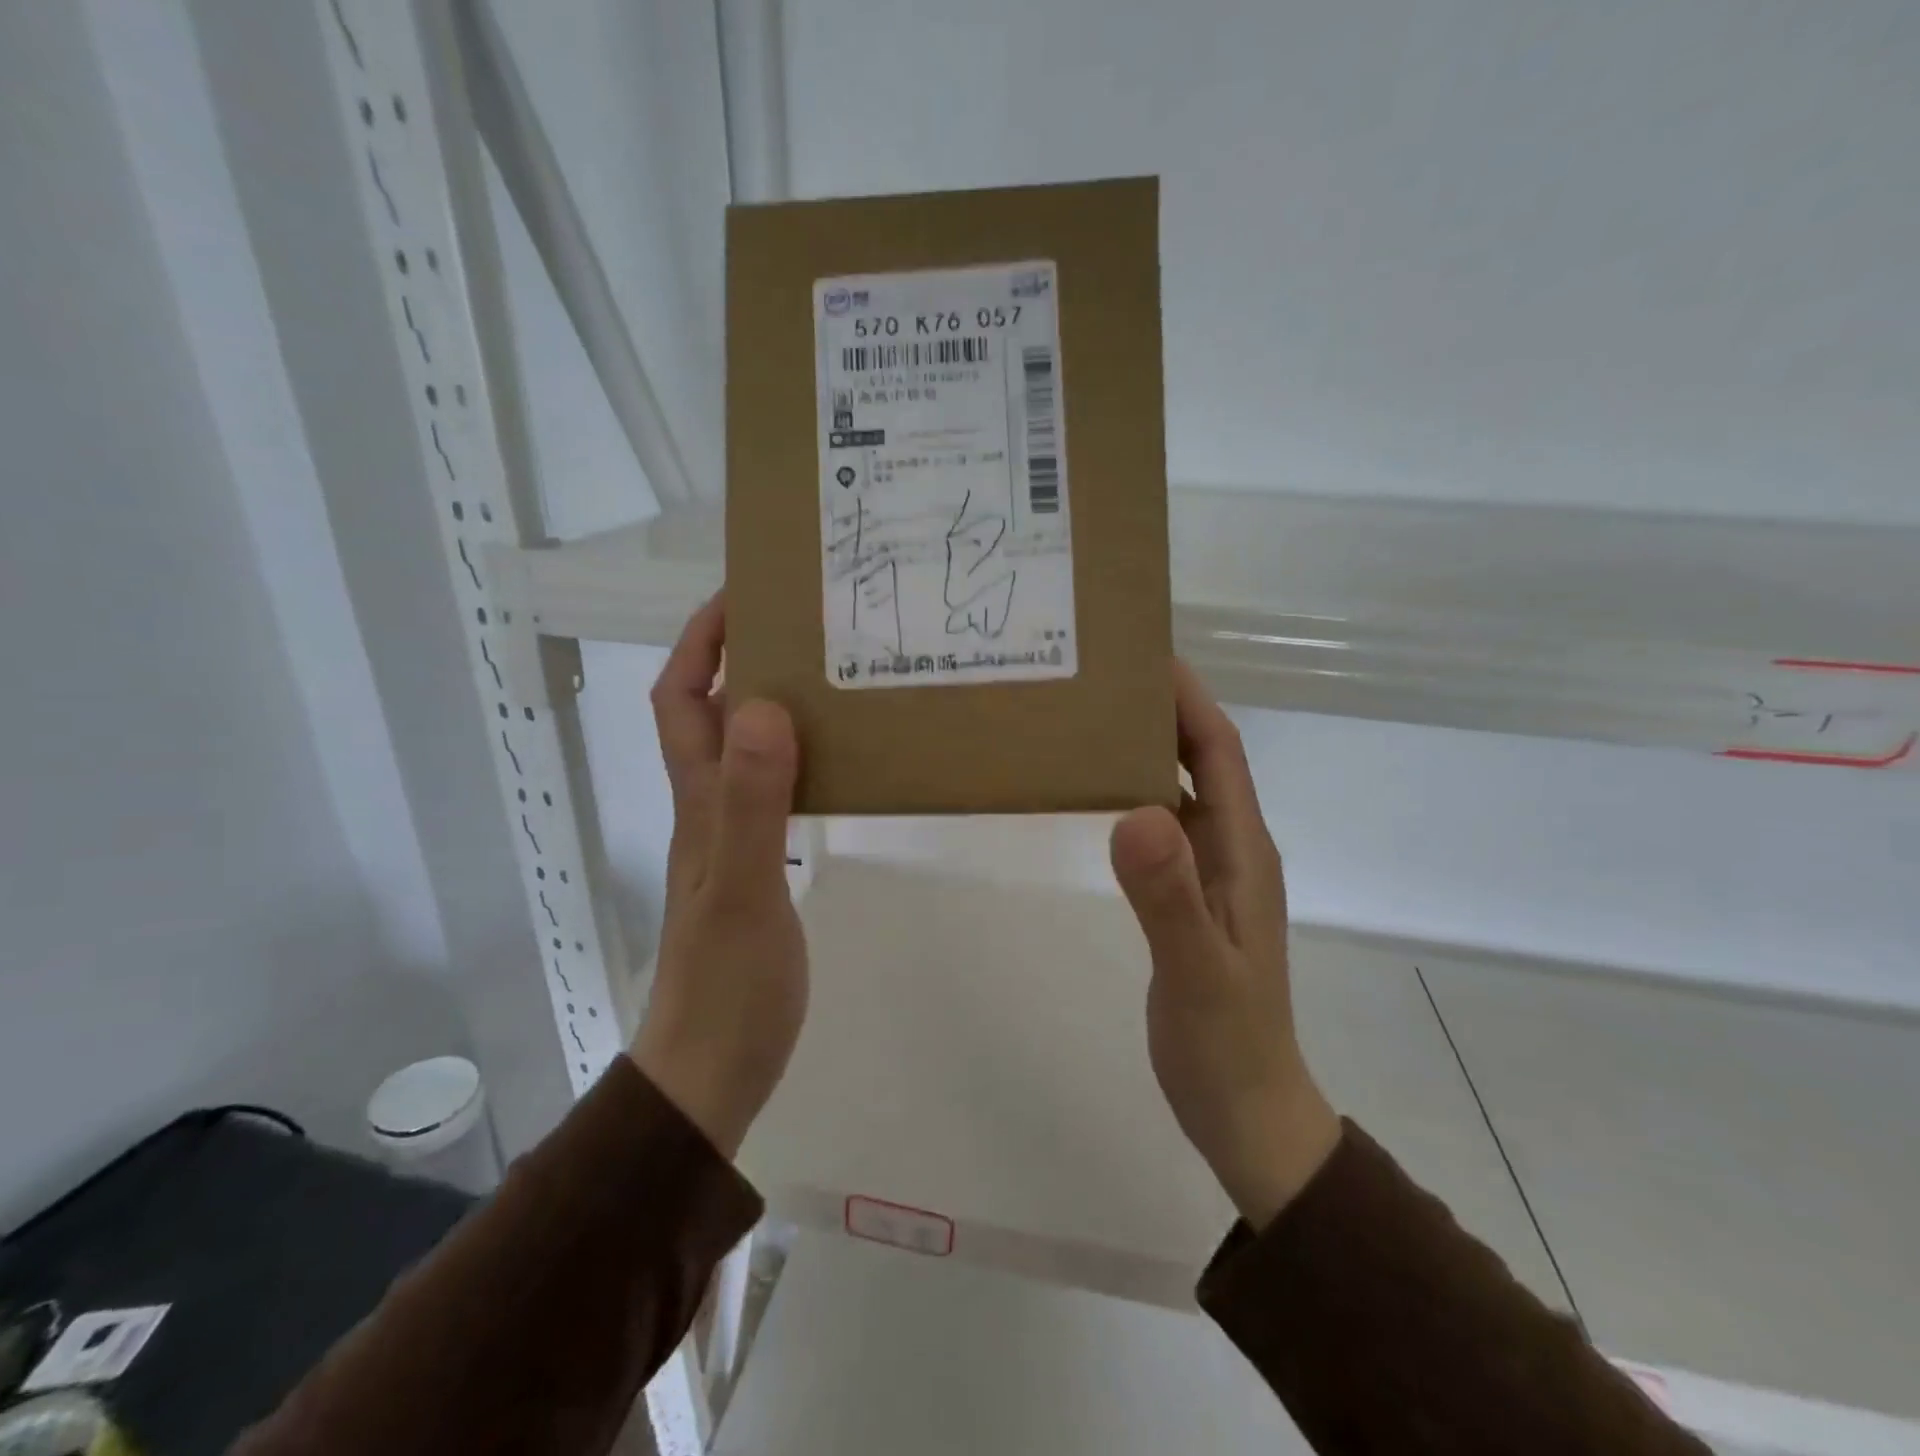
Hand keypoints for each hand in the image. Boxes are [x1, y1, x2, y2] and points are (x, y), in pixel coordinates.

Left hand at [629, 594, 806, 1158]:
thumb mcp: (741, 889)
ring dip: (774, 705)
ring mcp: (733, 838)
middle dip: (742, 658)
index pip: (681, 699)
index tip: (742, 598)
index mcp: (699, 800)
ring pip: (747, 749)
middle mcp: (709, 807)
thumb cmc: (727, 981)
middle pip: (712, 714)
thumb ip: (751, 803)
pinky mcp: (760, 866)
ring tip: (831, 677)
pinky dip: (798, 758)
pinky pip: (775, 790)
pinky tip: (837, 758)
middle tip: (804, 626)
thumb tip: (764, 706)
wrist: (716, 1066)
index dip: (700, 643)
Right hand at [1109, 662, 1341, 1229]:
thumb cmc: (1226, 1042)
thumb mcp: (1197, 971)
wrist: (1244, 1109)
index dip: (1189, 700)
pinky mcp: (1187, 897)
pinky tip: (1098, 796)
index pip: (1220, 753)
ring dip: (1145, 751)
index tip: (1146, 655)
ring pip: (1179, 790)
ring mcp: (1210, 874)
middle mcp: (1232, 849)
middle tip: (1102, 677)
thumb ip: (1169, 897)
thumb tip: (1134, 812)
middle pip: (1200, 760)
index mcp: (1243, 850)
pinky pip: (1162, 827)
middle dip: (1161, 711)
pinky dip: (1133, 797)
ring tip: (1092, 720)